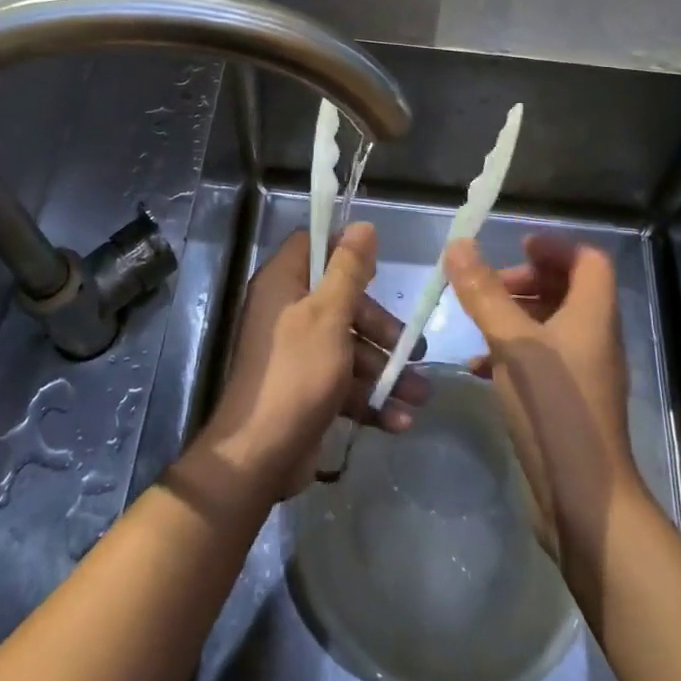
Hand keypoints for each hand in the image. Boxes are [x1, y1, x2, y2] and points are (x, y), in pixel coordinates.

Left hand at [201, 223, 429, 498]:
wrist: (260, 455)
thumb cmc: (297, 372)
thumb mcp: (329, 314)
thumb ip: (348, 269)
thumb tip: (363, 225)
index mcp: (283, 284)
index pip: (313, 246)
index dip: (345, 251)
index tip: (378, 267)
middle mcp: (287, 312)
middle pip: (342, 302)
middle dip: (381, 327)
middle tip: (415, 347)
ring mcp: (297, 353)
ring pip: (348, 347)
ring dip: (385, 371)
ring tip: (420, 395)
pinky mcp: (307, 389)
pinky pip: (343, 382)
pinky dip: (370, 399)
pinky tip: (400, 420)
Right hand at [445, 235, 640, 561]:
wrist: (584, 500)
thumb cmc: (554, 409)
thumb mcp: (512, 343)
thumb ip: (484, 293)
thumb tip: (459, 243)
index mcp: (593, 315)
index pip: (588, 259)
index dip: (554, 246)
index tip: (515, 247)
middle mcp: (595, 337)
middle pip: (568, 288)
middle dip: (527, 280)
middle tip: (489, 287)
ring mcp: (584, 372)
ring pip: (552, 324)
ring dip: (515, 314)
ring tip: (478, 322)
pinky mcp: (569, 401)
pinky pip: (541, 358)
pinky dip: (512, 351)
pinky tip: (479, 366)